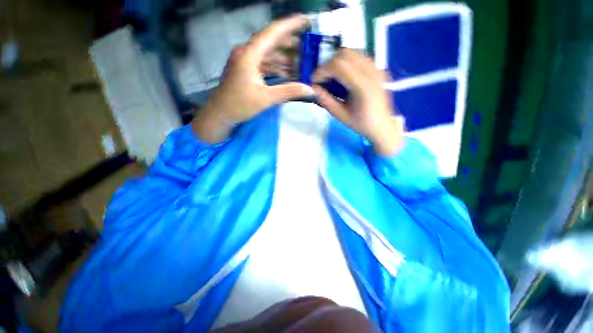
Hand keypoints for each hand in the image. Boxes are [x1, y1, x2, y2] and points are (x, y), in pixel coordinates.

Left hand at [193, 15, 314, 142]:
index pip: (272, 32)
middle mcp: (246, 52)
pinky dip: (275, 66)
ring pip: (268, 53)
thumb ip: (289, 92)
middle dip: (289, 44)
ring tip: (299, 62)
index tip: (306, 20)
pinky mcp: (245, 70)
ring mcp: (245, 61)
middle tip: (306, 47)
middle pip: (271, 41)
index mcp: (249, 54)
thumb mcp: (266, 98)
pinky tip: (286, 72)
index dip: (290, 25)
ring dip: (283, 57)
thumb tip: (310, 90)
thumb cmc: (239, 105)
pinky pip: (263, 63)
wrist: (220, 114)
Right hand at [312, 49, 404, 155]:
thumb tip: (313, 88)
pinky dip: (347, 62)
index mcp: (363, 87)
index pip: (339, 66)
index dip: (322, 70)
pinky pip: (359, 56)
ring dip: (337, 62)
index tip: (315, 81)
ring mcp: (376, 68)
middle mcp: (371, 72)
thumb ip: (326, 100)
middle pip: (345, 54)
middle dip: (328, 64)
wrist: (382, 126)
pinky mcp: (378, 69)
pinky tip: (344, 76)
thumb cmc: (361, 124)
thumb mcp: (340, 115)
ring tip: (333, 77)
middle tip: (323, 79)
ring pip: (352, 52)